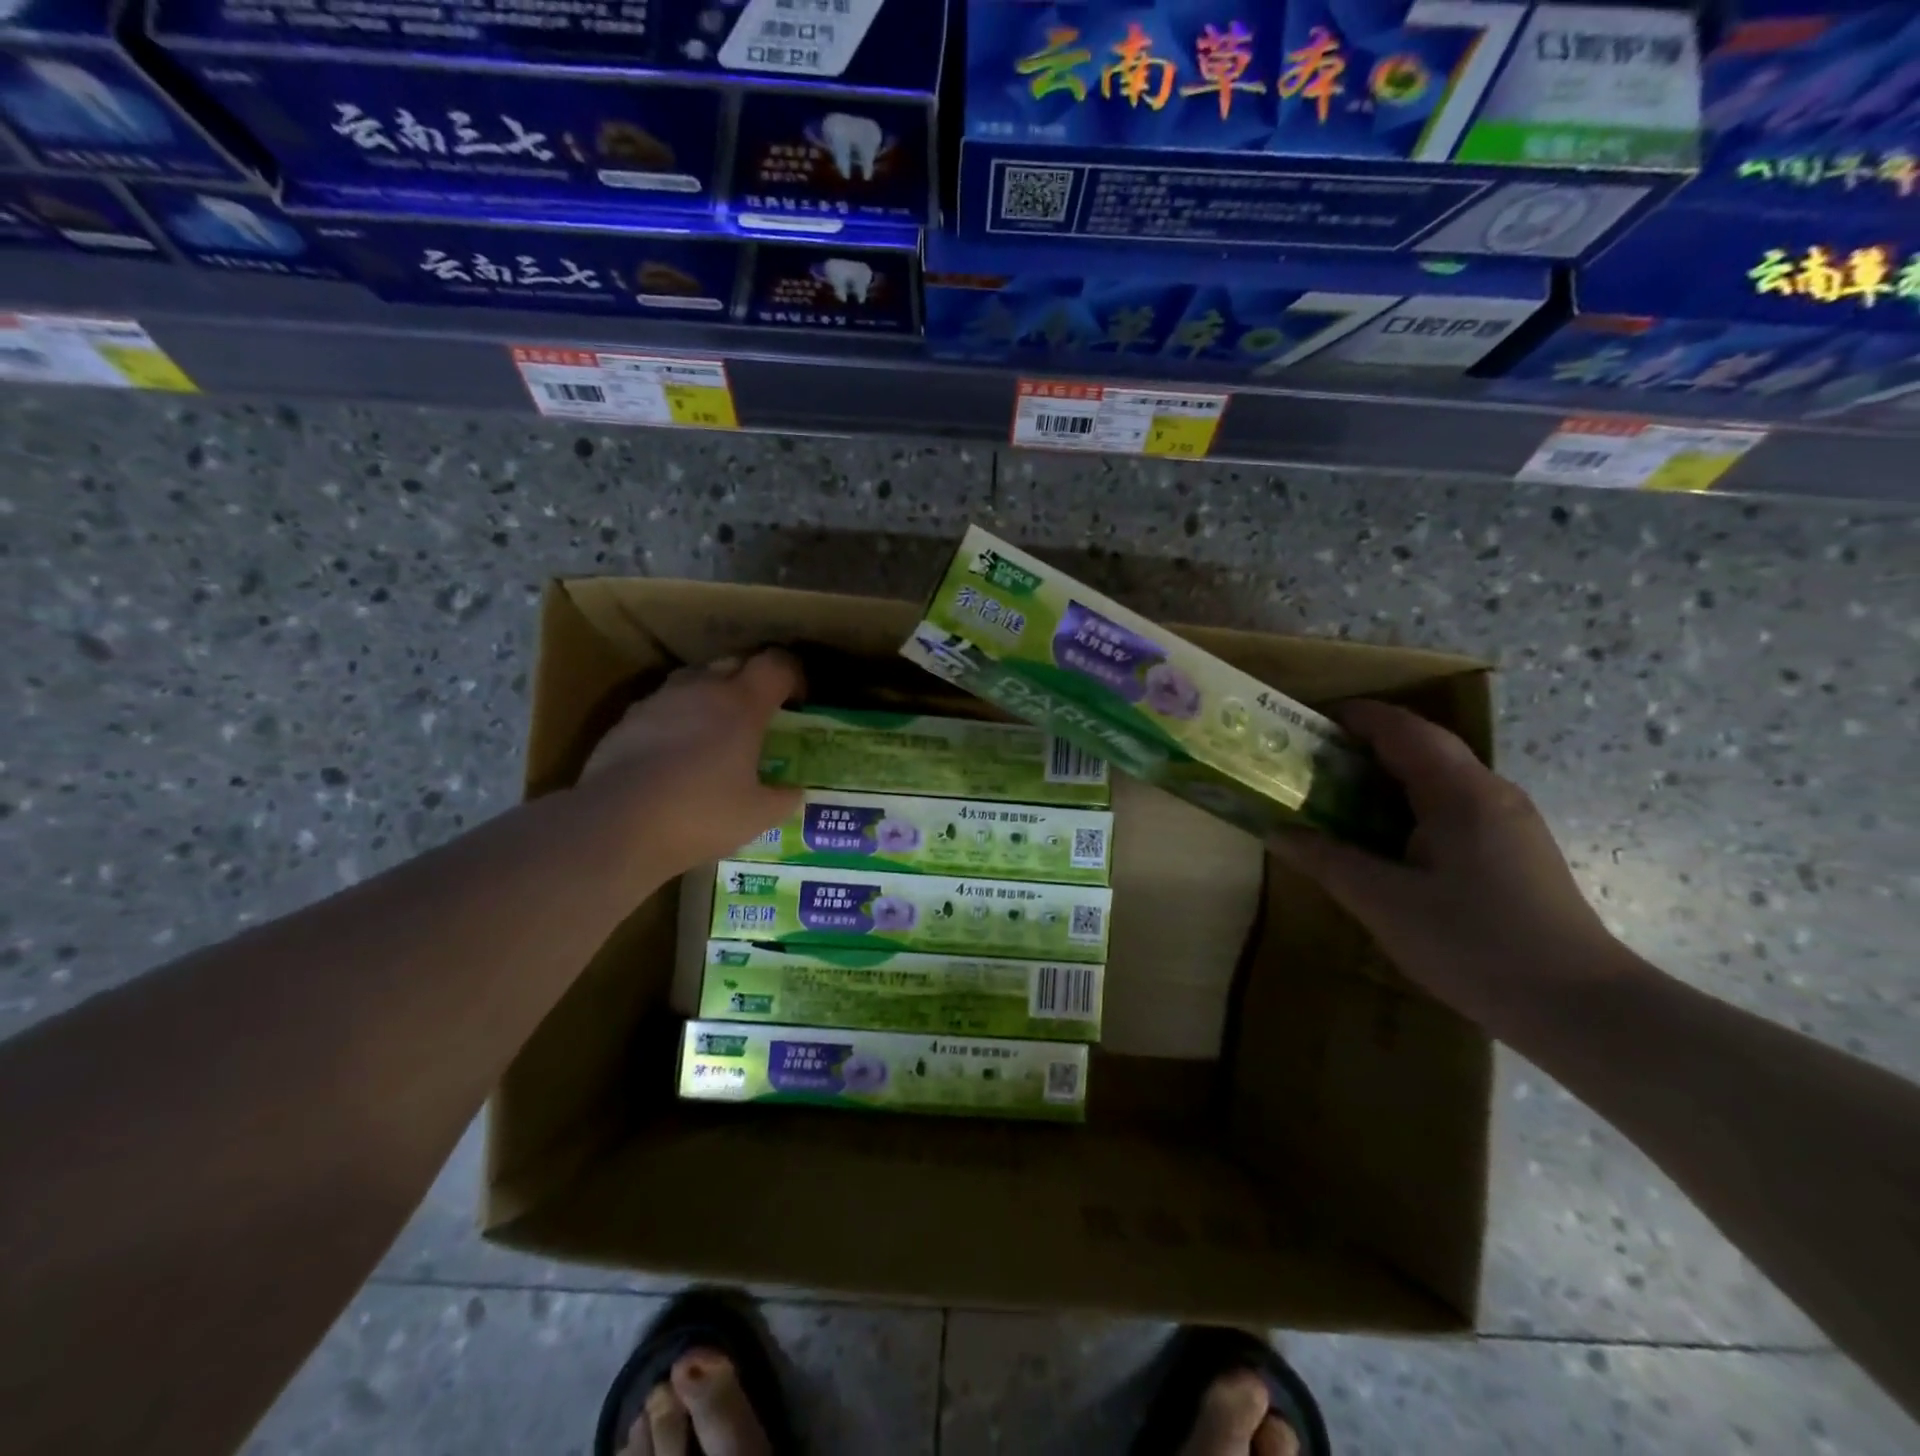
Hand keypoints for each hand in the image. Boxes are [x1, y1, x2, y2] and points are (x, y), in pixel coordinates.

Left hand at [578, 650, 803, 879]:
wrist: (615, 825)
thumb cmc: (700, 814)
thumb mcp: (757, 816)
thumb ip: (783, 798)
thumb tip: (794, 792)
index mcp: (742, 704)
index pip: (777, 665)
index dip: (794, 675)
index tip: (799, 701)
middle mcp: (701, 690)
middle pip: (734, 663)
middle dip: (751, 681)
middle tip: (759, 715)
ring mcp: (659, 701)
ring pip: (694, 681)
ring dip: (711, 696)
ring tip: (715, 731)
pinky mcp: (626, 721)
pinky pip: (662, 707)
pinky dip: (677, 719)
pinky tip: (675, 753)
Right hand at [1271, 701, 1630, 1032]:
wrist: (1581, 1008)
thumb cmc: (1475, 945)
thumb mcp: (1384, 903)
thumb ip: (1327, 860)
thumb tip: (1276, 831)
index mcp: (1459, 792)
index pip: (1401, 728)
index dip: (1352, 716)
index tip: (1303, 724)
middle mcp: (1489, 792)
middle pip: (1420, 745)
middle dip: (1362, 745)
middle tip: (1309, 763)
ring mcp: (1507, 820)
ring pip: (1436, 776)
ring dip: (1384, 776)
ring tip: (1334, 797)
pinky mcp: (1513, 848)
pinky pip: (1450, 805)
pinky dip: (1407, 804)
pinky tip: (1383, 839)